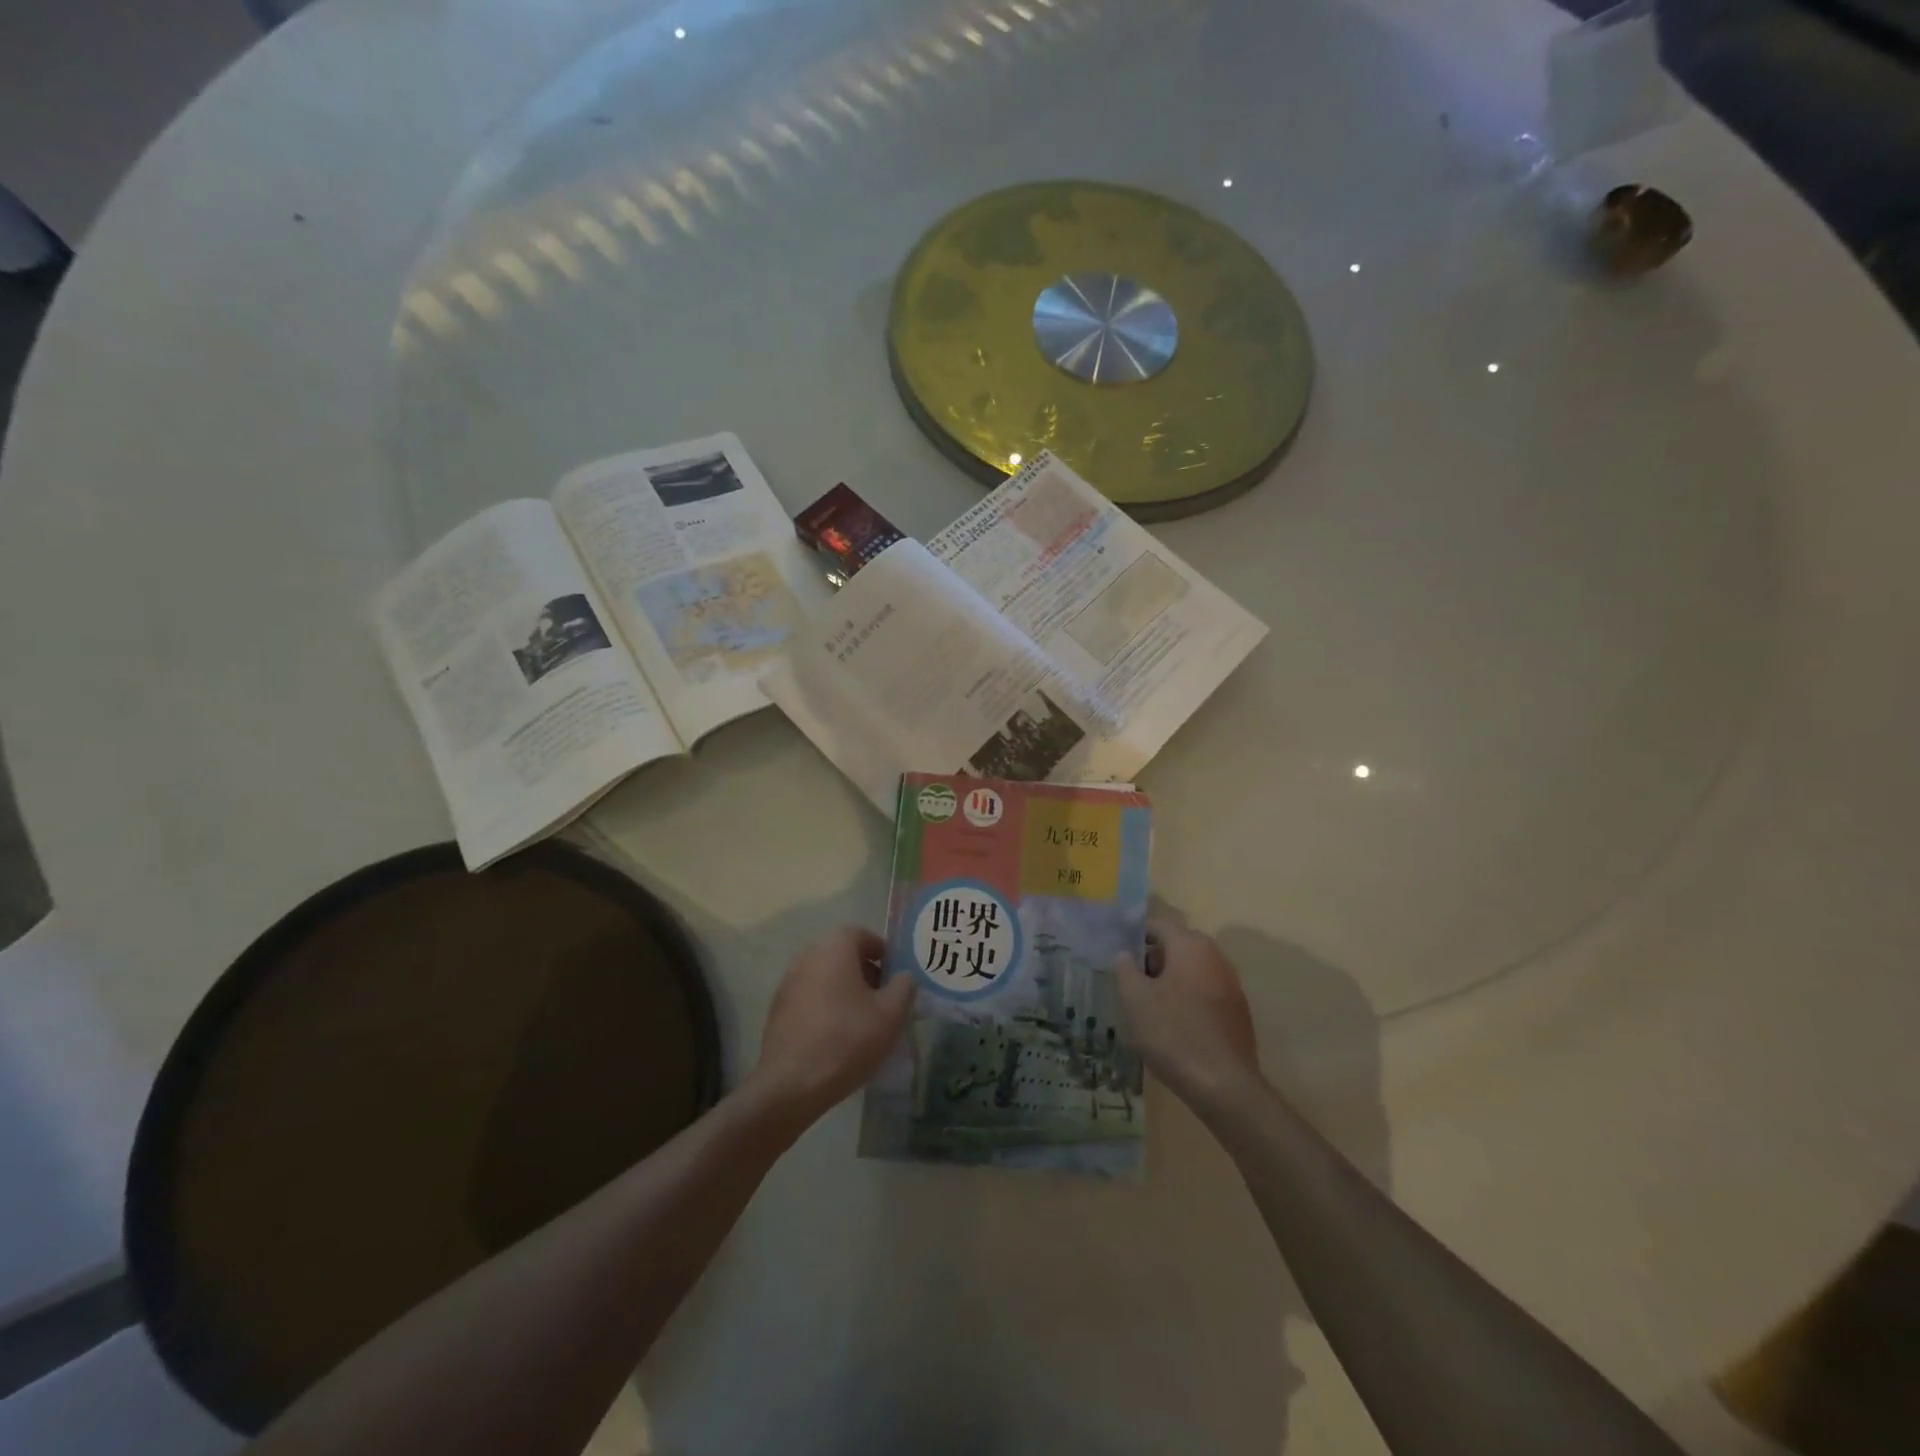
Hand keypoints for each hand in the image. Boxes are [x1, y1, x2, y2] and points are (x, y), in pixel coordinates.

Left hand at [744, 925, 915, 1130]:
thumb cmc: (848, 1039)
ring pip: (825, 976)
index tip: (896, 975)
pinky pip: (810, 996)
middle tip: (884, 998)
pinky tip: (838, 1035)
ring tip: (864, 1019)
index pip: (862, 934)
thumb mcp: (891, 1014)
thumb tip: (903, 977)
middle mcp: (807, 956)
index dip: (883, 952)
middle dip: (866, 971)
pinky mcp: (777, 1009)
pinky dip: (827, 1005)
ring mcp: (788, 982)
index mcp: (834, 948)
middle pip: (842, 954)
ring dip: (846, 989)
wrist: (792, 1084)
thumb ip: (904, 987)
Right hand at [1115, 919, 1259, 1111]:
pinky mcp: (1238, 1010)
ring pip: (1192, 970)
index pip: (1158, 925)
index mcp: (1190, 946)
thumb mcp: (1136, 1000)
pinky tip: (1174, 1025)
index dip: (1135, 937)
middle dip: (1152, 960)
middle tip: (1131, 984)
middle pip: (1177, 946)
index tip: (1119, 958)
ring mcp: (1231, 983)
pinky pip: (1205, 991)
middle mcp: (1215, 956)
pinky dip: (1188, 998)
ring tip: (1149, 1007)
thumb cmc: (1173, 1034)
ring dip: (1170, 980)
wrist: (1224, 1085)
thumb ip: (1126, 970)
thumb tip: (1125, 955)